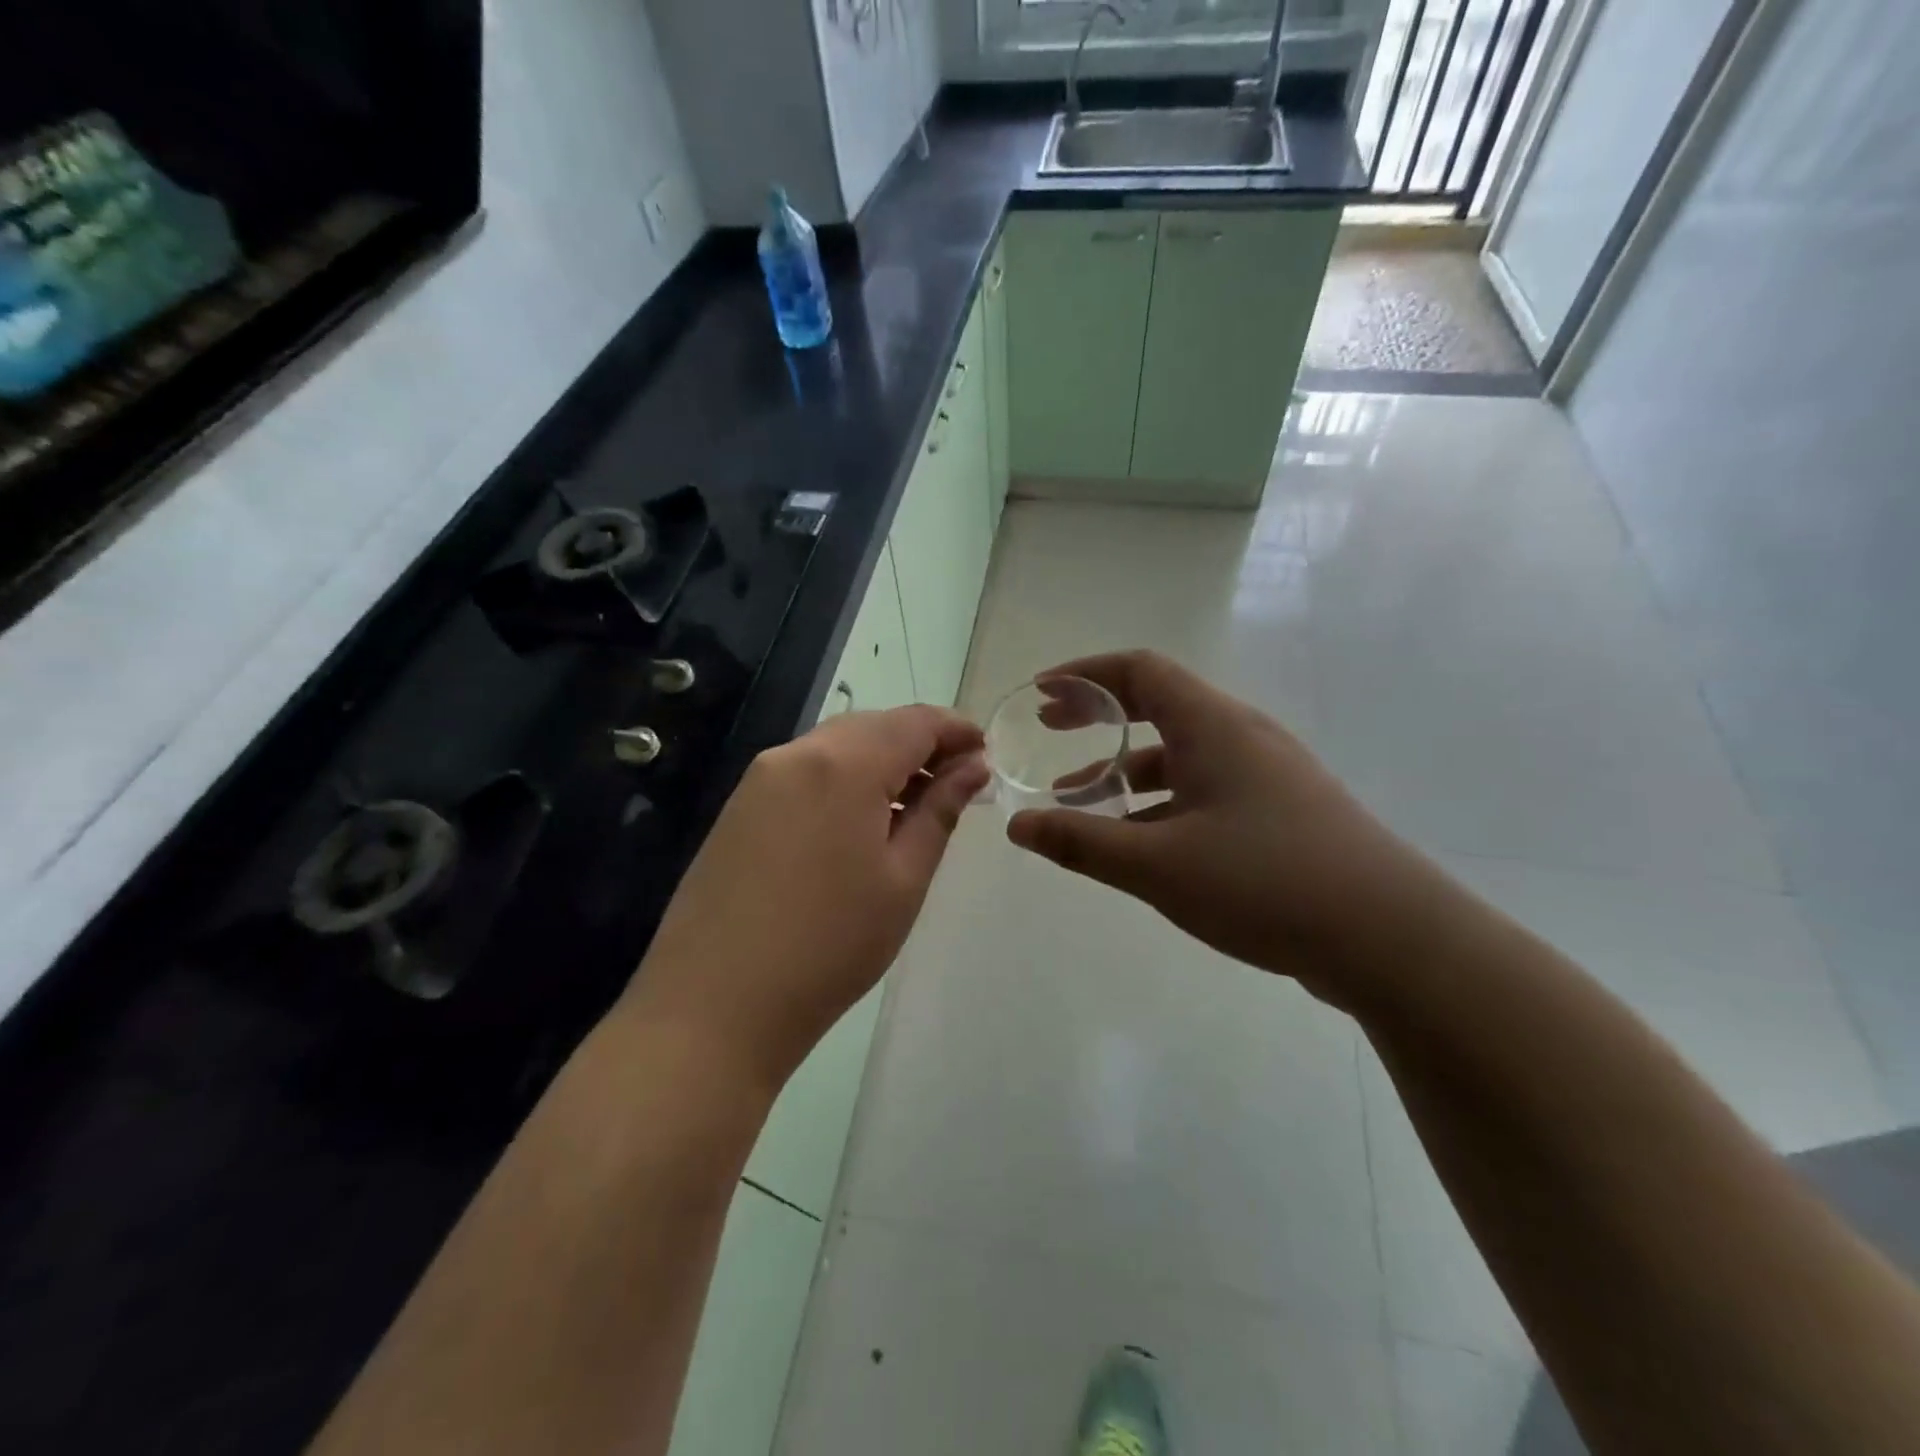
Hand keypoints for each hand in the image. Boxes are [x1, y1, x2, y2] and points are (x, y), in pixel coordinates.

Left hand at [633, 706, 988, 1090]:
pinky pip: (805, 772)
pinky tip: (858, 824)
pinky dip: (843, 780)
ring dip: (881, 763)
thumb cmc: (829, 946)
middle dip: (919, 744)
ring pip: (836, 747)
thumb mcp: (903, 879)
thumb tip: (971, 767)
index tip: (984, 753)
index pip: (914, 721)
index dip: (956, 729)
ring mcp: (759, 779)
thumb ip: (940, 811)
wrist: (713, 1006)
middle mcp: (796, 754)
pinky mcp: (738, 807)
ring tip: (913, 807)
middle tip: (955, 784)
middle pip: (873, 727)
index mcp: (843, 764)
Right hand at [1007, 651, 1442, 1007]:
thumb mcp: (1156, 865)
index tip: (1041, 693)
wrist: (1390, 937)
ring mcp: (1266, 774)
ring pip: (1180, 754)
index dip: (1084, 674)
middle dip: (1098, 715)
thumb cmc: (1264, 882)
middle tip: (1049, 731)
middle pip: (1158, 704)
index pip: (1139, 670)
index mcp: (1213, 725)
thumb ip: (1081, 842)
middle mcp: (1241, 736)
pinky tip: (1140, 841)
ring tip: (1080, 800)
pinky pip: (1205, 788)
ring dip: (1126, 768)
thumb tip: (1017, 826)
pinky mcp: (1281, 811)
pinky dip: (1160, 801)